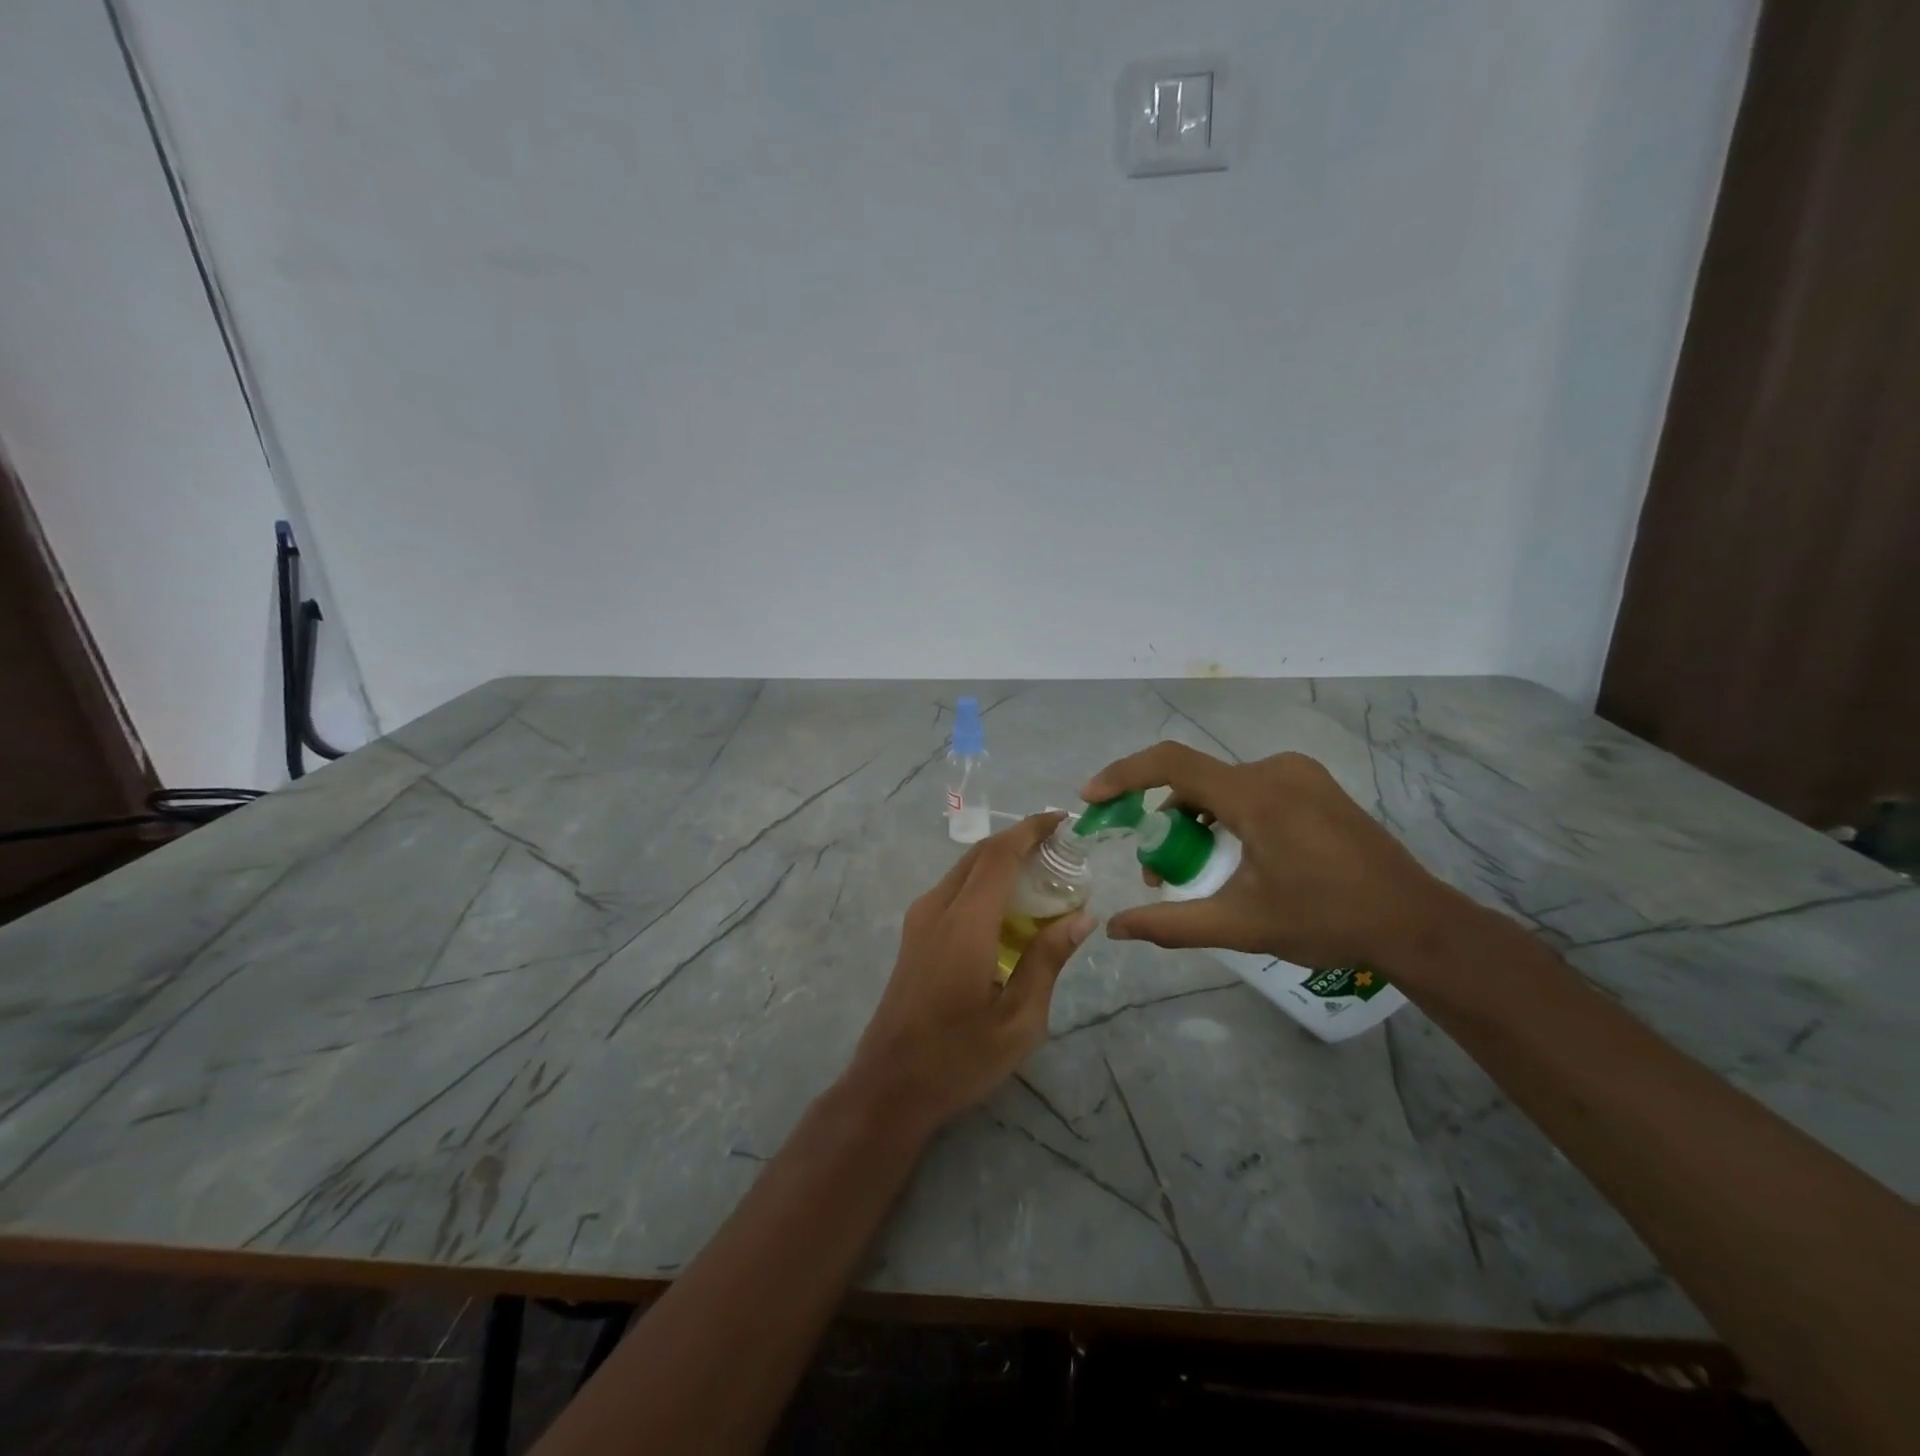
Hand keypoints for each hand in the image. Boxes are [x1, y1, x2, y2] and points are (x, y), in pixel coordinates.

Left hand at [846, 813, 1095, 1133]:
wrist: (889, 1086)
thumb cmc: (959, 1058)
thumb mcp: (1019, 1020)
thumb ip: (1048, 960)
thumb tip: (1082, 916)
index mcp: (965, 924)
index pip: (999, 855)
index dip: (1031, 830)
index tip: (1063, 820)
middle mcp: (937, 909)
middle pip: (979, 855)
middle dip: (1019, 841)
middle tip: (1061, 850)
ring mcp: (919, 919)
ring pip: (964, 870)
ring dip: (1001, 861)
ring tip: (1042, 876)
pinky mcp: (914, 934)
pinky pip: (953, 890)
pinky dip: (984, 883)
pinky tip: (1010, 909)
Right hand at [1080, 742, 1456, 971]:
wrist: (1414, 923)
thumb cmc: (1326, 921)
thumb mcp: (1240, 925)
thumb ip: (1170, 924)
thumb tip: (1115, 930)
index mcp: (1255, 795)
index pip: (1171, 764)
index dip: (1124, 775)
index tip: (1093, 797)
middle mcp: (1274, 770)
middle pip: (1194, 780)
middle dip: (1162, 819)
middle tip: (1154, 870)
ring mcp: (1300, 775)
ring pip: (1222, 785)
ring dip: (1194, 819)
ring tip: (1194, 868)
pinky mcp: (1316, 787)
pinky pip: (1250, 788)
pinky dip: (1225, 814)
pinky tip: (1235, 855)